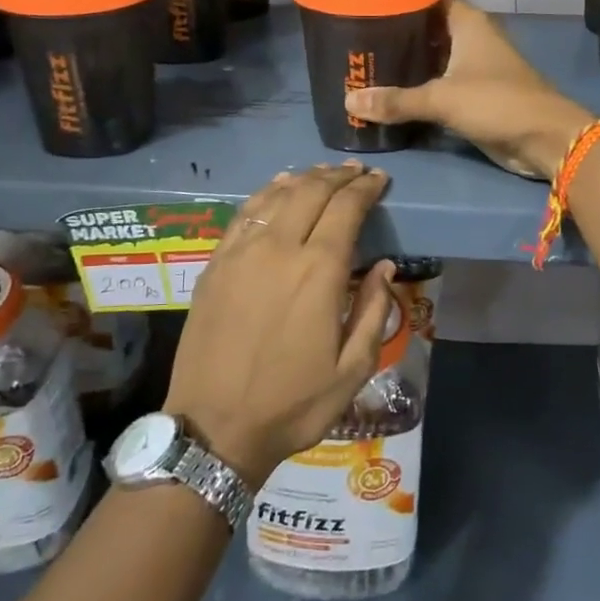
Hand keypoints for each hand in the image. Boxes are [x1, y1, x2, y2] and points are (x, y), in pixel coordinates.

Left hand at [164, 165, 394, 486]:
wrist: (214, 428)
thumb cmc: (293, 404)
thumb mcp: (353, 369)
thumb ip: (375, 310)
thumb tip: (384, 266)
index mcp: (319, 272)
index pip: (347, 208)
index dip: (366, 188)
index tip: (380, 179)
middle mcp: (280, 249)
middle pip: (312, 191)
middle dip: (339, 176)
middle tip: (356, 172)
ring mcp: (242, 253)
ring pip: (277, 196)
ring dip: (304, 178)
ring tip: (323, 174)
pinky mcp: (215, 263)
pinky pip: (244, 213)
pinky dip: (266, 193)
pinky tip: (277, 187)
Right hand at [345, 0, 594, 178]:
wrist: (545, 139)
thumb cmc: (497, 102)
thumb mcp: (442, 98)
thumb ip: (396, 100)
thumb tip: (348, 100)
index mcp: (467, 21)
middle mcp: (470, 37)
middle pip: (425, 27)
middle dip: (394, 33)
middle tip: (353, 37)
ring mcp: (473, 66)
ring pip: (431, 57)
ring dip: (404, 63)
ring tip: (363, 63)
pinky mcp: (473, 94)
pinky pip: (438, 84)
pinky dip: (417, 87)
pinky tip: (388, 93)